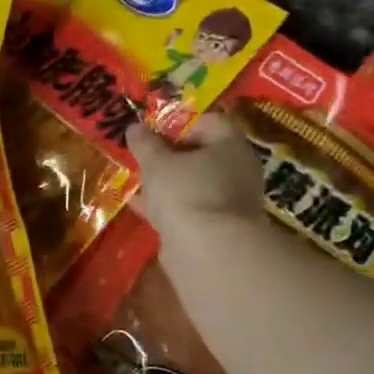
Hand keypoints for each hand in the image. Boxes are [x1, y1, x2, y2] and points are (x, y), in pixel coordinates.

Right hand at [126, 112, 266, 253]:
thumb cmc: (185, 192)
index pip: (208, 122)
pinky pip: (190, 208)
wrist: (208, 250)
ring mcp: (230, 201)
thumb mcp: (157, 163)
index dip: (178, 124)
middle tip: (143, 159)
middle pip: (202, 154)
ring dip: (168, 183)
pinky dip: (169, 206)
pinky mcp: (218, 227)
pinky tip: (143, 208)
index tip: (152, 133)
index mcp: (231, 146)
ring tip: (138, 183)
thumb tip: (134, 127)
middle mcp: (238, 170)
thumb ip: (145, 144)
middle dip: (170, 156)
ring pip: (195, 183)